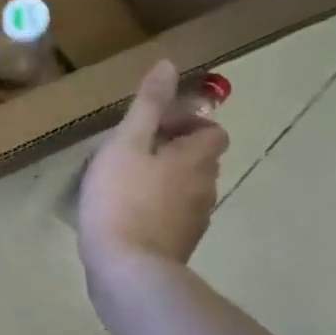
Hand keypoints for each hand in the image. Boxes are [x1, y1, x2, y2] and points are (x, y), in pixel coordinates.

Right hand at [77, 60, 228, 272]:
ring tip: (123, 182)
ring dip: (163, 180)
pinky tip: (124, 213)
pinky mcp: (177, 246)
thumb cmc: (122, 198)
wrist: (127, 269)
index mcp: (196, 159)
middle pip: (199, 159)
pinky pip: (172, 215)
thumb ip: (148, 106)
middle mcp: (205, 188)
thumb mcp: (127, 143)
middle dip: (171, 150)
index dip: (187, 123)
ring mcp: (194, 221)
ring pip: (185, 189)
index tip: (151, 127)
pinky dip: (155, 207)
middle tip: (131, 152)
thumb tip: (169, 65)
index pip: (212, 131)